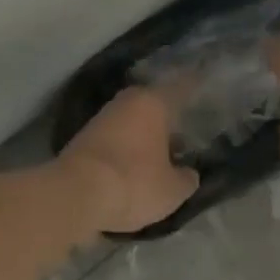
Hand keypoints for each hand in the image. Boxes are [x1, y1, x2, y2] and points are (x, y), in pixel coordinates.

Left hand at [57, 87, 200, 234]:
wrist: (74, 194)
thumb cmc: (133, 182)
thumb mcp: (172, 190)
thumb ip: (186, 178)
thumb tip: (188, 173)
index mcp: (152, 102)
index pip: (181, 88)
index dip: (194, 87)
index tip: (204, 85)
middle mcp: (126, 101)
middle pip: (153, 104)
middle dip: (167, 117)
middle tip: (185, 133)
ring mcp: (101, 118)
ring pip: (132, 120)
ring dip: (145, 134)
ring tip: (161, 154)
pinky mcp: (83, 138)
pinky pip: (115, 137)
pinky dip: (126, 146)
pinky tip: (135, 164)